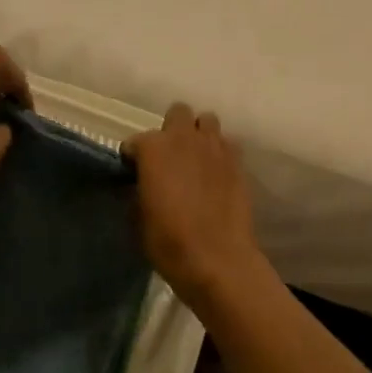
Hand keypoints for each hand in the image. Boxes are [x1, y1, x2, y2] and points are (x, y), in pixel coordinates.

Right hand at [127, 104, 264, 300]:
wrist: (217, 259)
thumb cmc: (169, 242)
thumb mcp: (138, 219)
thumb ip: (138, 191)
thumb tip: (142, 185)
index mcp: (154, 149)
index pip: (135, 142)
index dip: (133, 158)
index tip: (134, 174)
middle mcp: (184, 138)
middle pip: (177, 113)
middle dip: (171, 130)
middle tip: (169, 158)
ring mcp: (215, 146)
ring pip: (206, 121)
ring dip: (198, 135)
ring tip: (195, 158)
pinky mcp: (237, 161)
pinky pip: (227, 143)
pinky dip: (219, 152)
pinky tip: (215, 172)